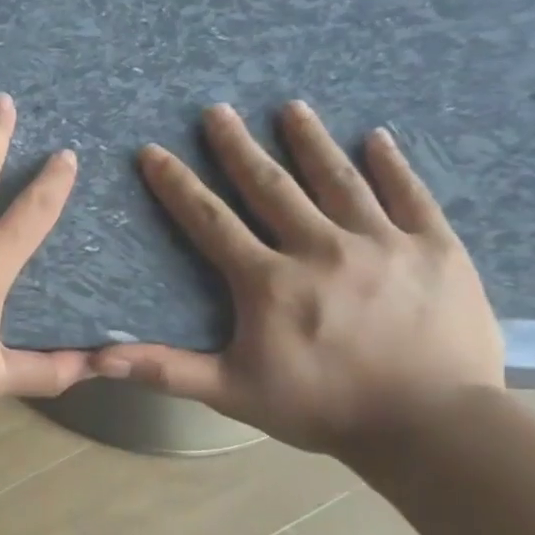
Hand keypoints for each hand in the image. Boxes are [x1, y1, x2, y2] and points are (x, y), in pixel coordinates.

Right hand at [95, 101, 503, 455]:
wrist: (433, 427)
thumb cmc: (321, 408)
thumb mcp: (231, 392)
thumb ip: (166, 369)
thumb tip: (99, 359)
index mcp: (268, 281)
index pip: (210, 220)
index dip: (177, 184)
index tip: (153, 151)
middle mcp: (320, 248)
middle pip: (271, 186)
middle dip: (238, 146)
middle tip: (217, 110)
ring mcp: (382, 243)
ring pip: (338, 179)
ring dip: (310, 141)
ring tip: (291, 107)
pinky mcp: (435, 249)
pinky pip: (411, 196)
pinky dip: (392, 166)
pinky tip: (377, 138)